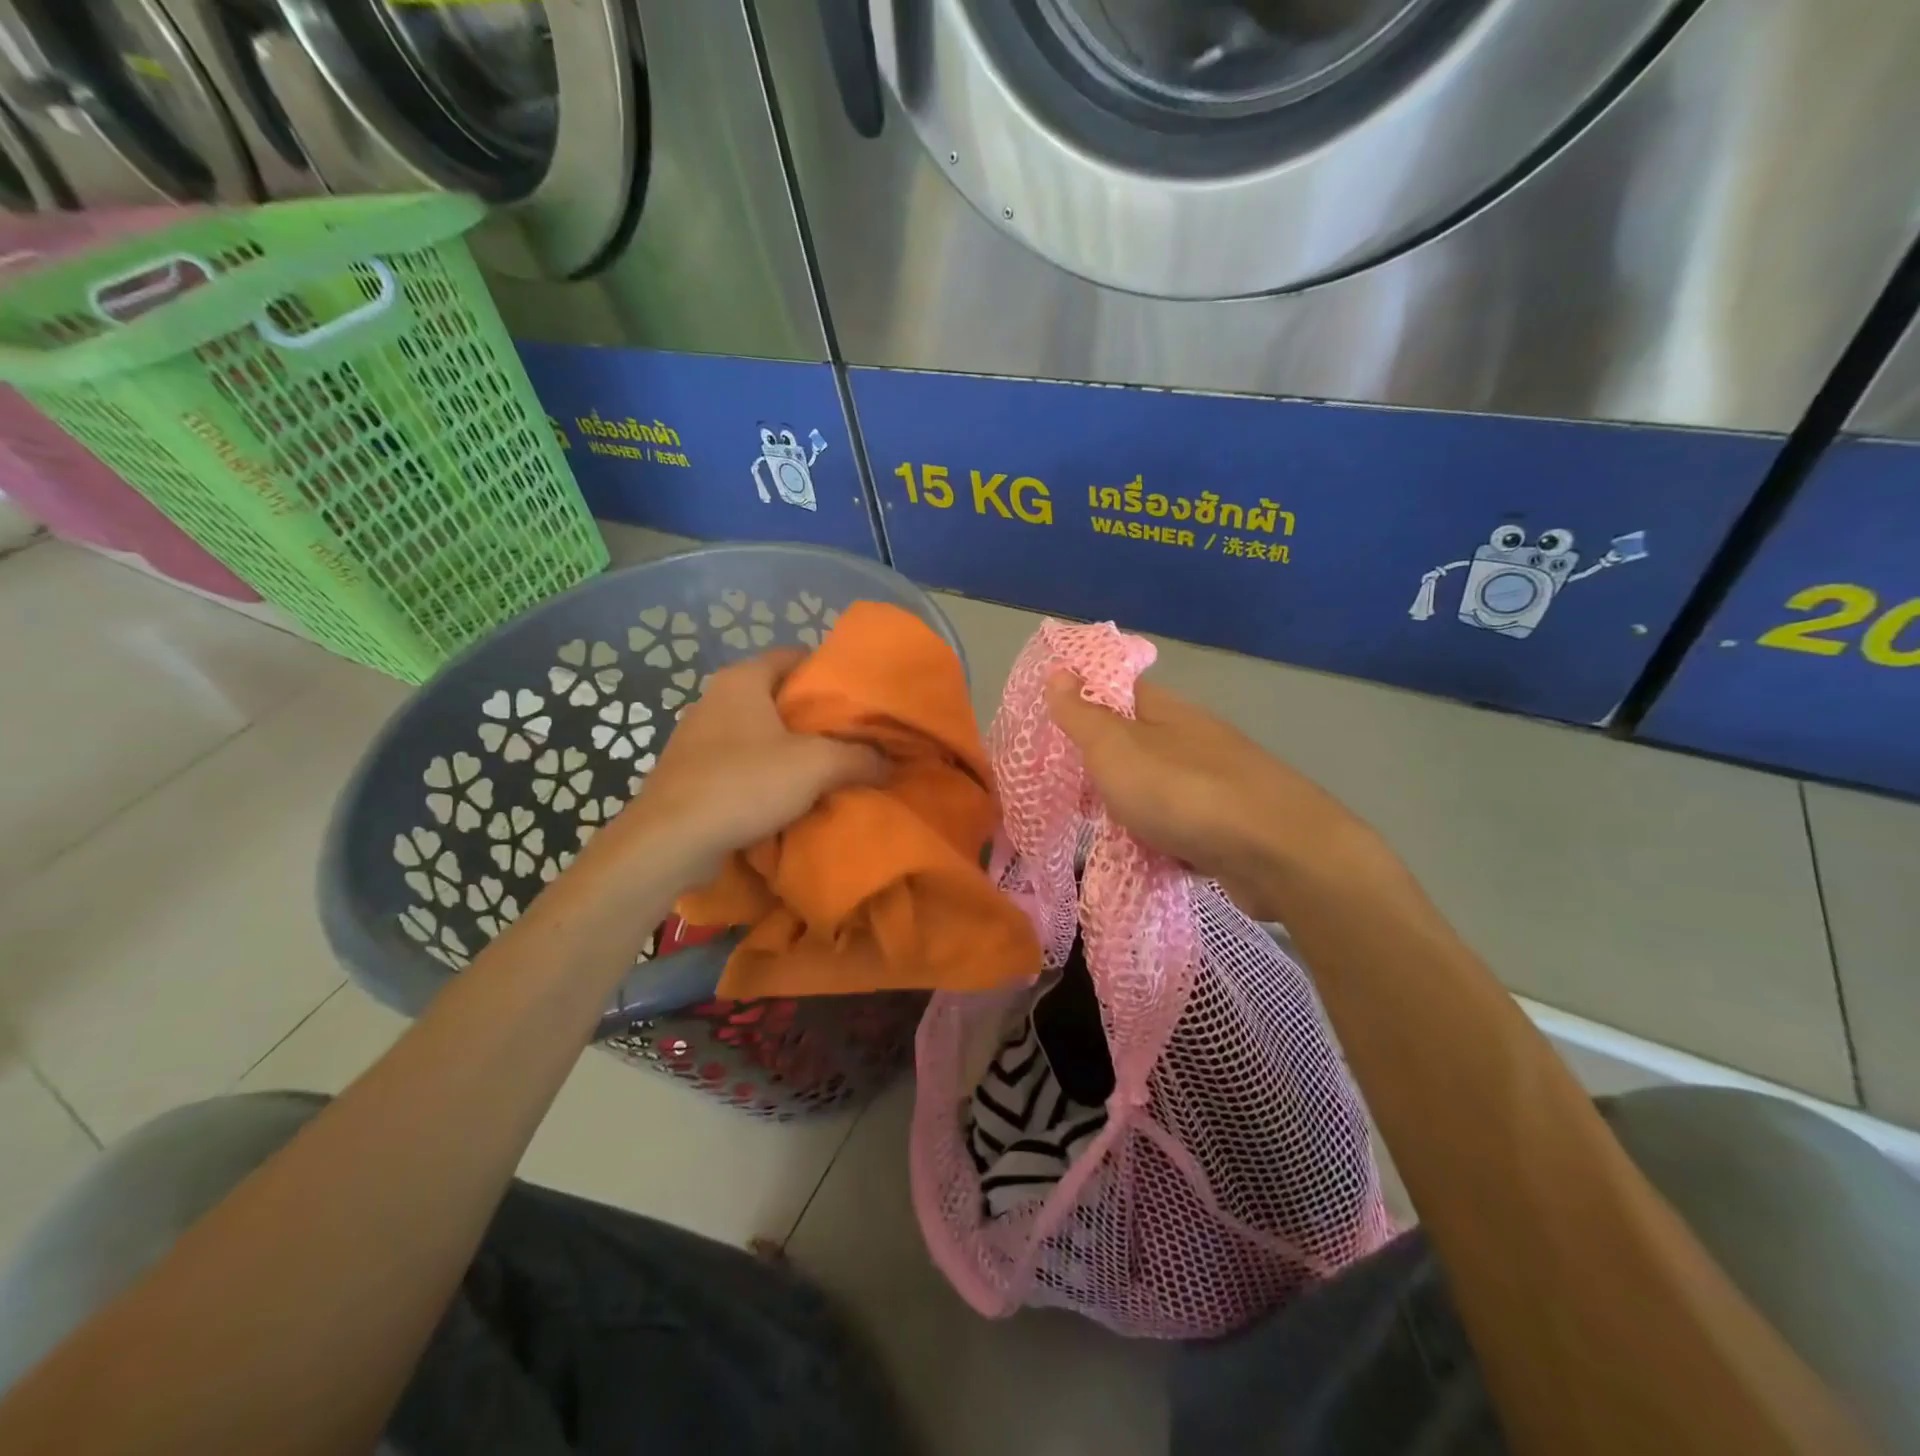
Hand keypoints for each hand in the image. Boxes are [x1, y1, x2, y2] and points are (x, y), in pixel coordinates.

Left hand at [616, 649, 885, 883]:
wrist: (671, 840)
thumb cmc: (745, 784)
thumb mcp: (817, 766)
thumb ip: (859, 758)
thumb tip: (888, 763)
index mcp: (742, 679)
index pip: (793, 656)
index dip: (827, 672)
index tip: (856, 697)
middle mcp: (715, 698)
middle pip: (776, 695)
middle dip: (811, 716)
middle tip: (849, 737)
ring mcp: (696, 736)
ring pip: (757, 731)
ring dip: (787, 747)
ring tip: (824, 769)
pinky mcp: (688, 772)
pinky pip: (737, 761)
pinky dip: (763, 773)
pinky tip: (786, 797)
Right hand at [1045, 671, 1376, 917]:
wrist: (1276, 853)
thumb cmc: (1181, 792)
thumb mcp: (1115, 748)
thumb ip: (1083, 715)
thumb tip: (1059, 672)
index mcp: (1165, 711)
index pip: (1117, 689)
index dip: (1082, 701)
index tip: (1049, 727)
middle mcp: (1193, 739)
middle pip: (1135, 742)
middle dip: (1100, 764)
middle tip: (1064, 789)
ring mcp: (1216, 783)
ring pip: (1156, 786)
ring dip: (1128, 805)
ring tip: (1096, 828)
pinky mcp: (1230, 826)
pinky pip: (1179, 825)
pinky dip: (1159, 837)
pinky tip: (1143, 855)